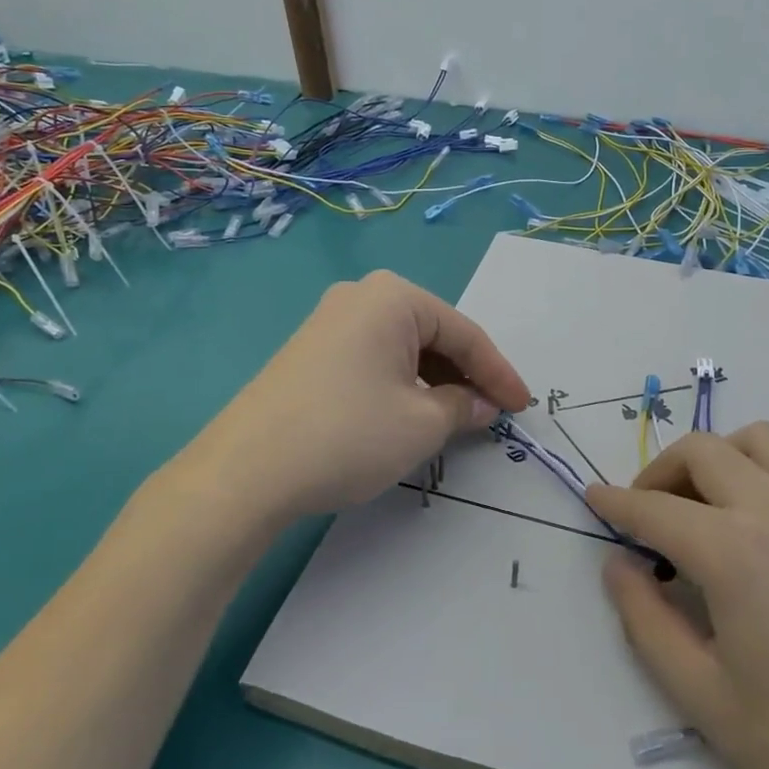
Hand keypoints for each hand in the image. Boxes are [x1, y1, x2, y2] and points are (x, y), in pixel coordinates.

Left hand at [174, 270, 531, 521]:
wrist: (245, 471)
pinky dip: (401, 385)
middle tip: (492, 412)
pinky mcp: (310, 352)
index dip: (499, 372)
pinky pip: (374, 359)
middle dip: (466, 375)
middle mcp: (360, 297)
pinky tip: (410, 414)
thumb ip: (462, 407)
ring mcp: (329, 322)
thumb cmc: (349, 434)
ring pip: (403, 349)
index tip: (524, 406)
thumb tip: (480, 404)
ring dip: (434, 382)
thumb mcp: (421, 424)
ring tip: (456, 418)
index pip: (464, 333)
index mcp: (393, 297)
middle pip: (433, 335)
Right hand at [587, 423, 768, 768]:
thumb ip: (647, 622)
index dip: (616, 502)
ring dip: (716, 457)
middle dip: (659, 472)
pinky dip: (757, 470)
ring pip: (757, 440)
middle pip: (703, 451)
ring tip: (701, 506)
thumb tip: (617, 564)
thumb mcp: (706, 700)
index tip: (591, 497)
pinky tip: (755, 528)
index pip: (655, 508)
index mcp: (733, 552)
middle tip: (644, 515)